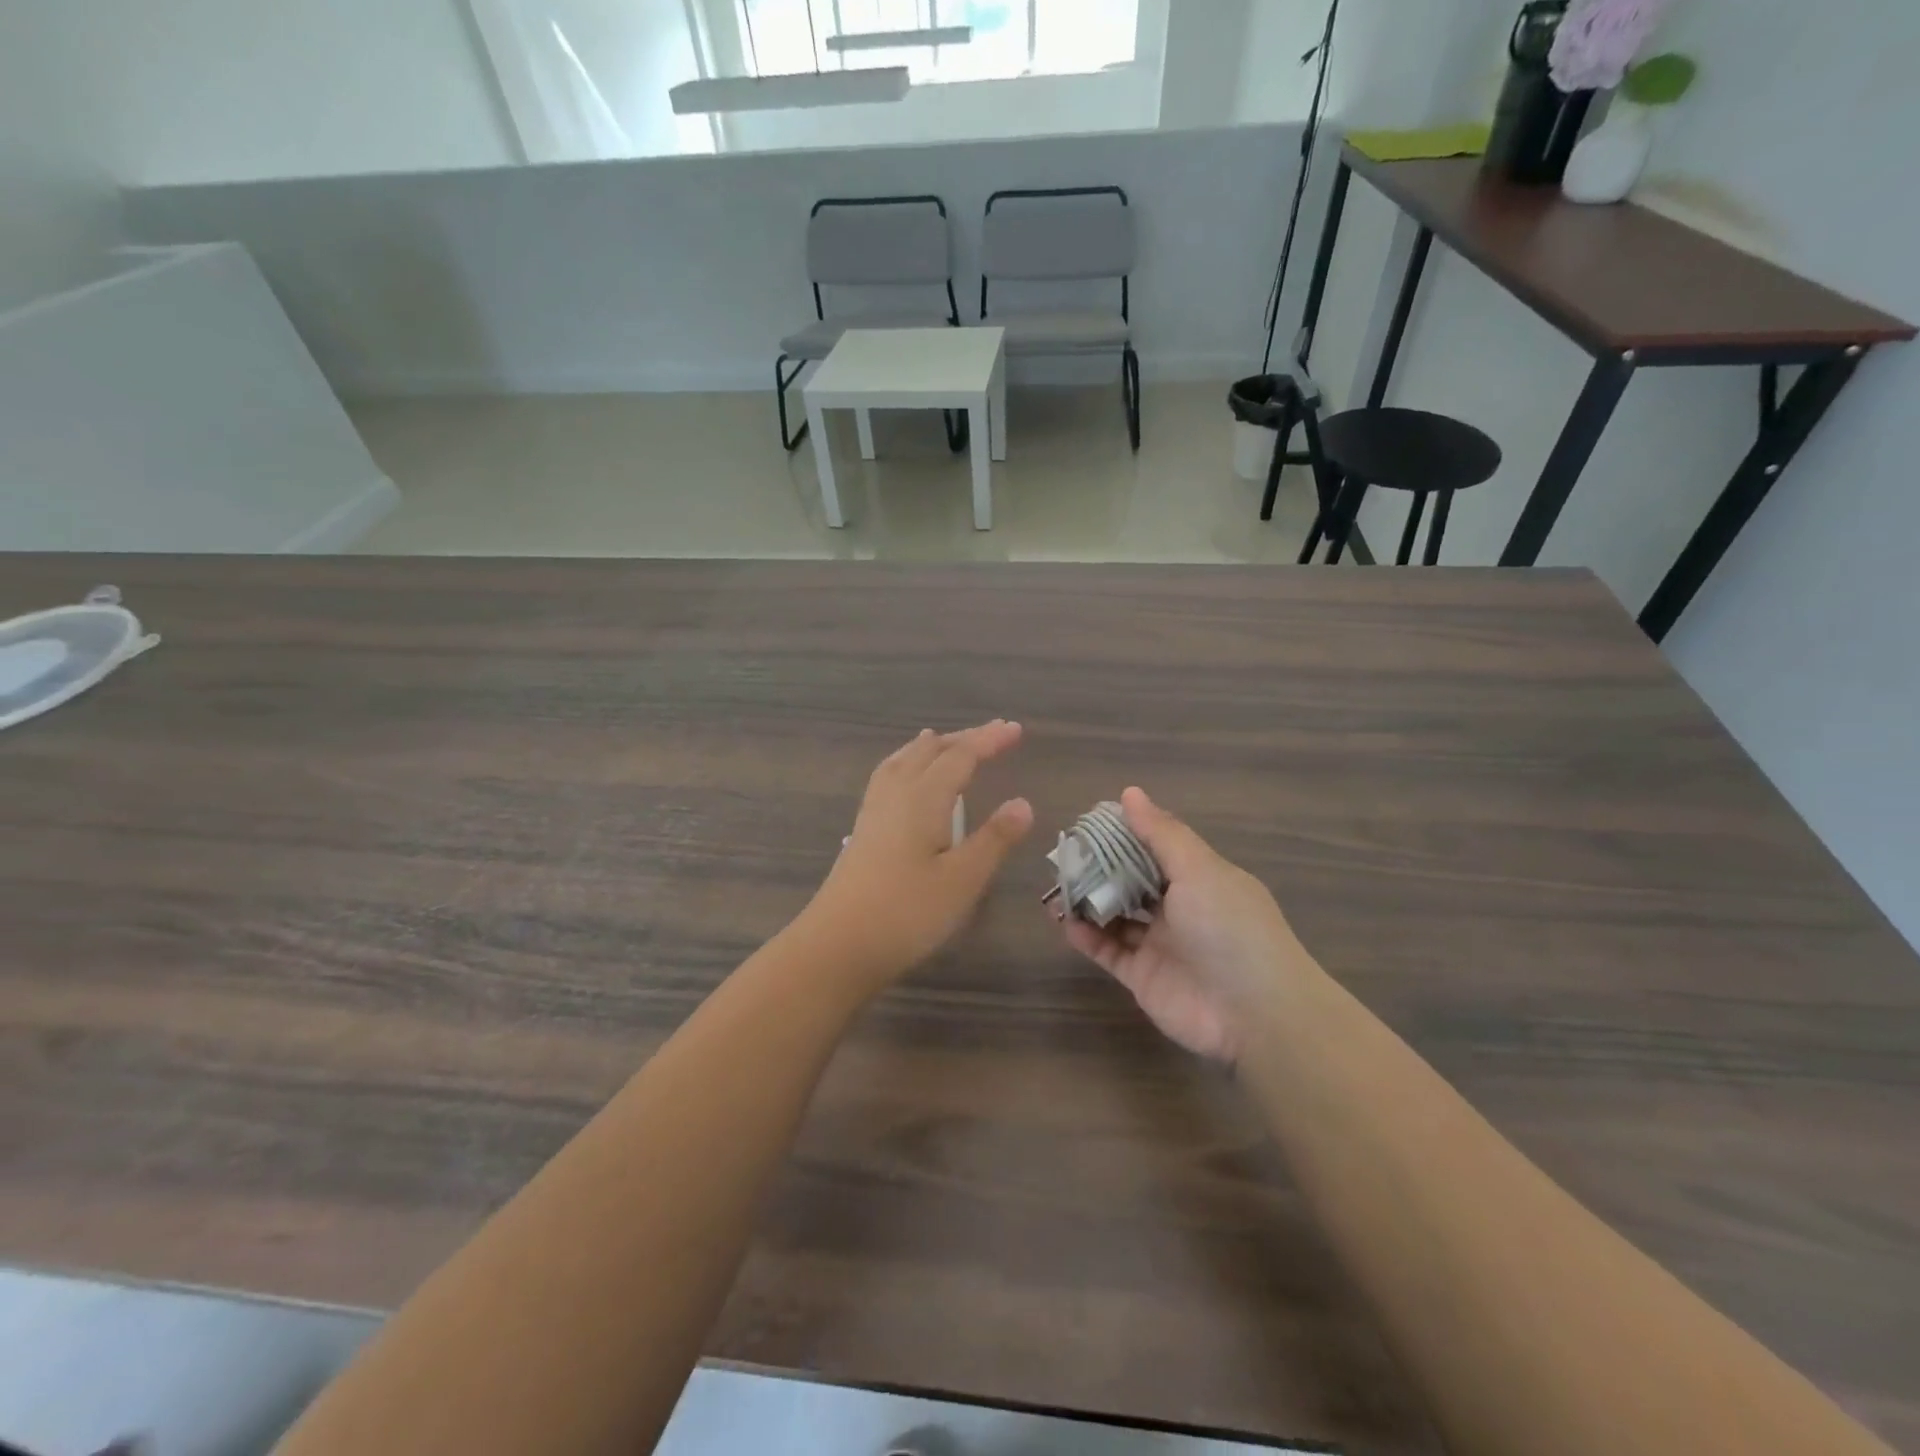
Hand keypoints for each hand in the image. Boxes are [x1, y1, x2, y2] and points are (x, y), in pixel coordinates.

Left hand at [800, 721, 1032, 994]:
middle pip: (930, 751)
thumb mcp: (963, 879)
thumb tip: (1023, 802)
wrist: (837, 945)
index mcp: (923, 797)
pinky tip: (905, 781)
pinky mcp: (863, 830)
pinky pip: (888, 776)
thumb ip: (994, 838)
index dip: (989, 741)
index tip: (1016, 730)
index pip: (961, 756)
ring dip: (930, 747)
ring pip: (903, 761)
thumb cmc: (907, 912)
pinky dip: (906, 763)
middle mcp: (896, 793)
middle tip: (994, 732)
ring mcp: (874, 811)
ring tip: (942, 739)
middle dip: (963, 739)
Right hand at [1060, 787, 1312, 1061]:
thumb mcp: (1199, 870)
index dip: (1124, 834)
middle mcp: (1180, 908)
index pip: (1156, 848)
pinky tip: (1065, 922)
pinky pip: (1108, 951)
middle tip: (1063, 856)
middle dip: (1100, 868)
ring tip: (1056, 887)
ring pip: (1116, 916)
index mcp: (1200, 878)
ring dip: (1089, 901)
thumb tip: (1130, 793)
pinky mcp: (1143, 977)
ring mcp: (1160, 944)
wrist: (1255, 1014)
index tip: (1087, 823)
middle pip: (1132, 881)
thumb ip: (1161, 834)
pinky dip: (1087, 937)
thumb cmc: (1230, 928)